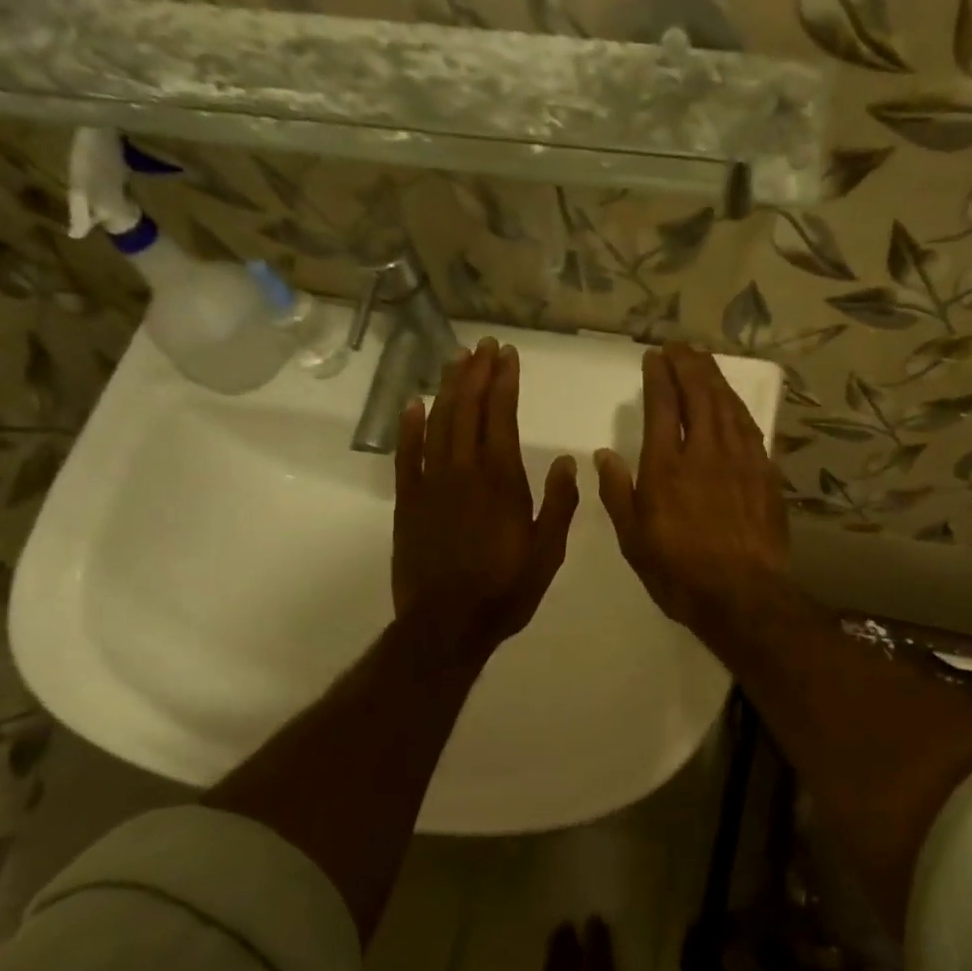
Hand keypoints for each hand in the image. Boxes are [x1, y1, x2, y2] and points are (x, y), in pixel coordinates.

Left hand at [394, 338, 577, 660]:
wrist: (447, 624)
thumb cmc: (505, 592)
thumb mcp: (548, 554)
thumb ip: (559, 505)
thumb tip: (565, 462)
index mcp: (502, 482)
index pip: (501, 417)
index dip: (503, 382)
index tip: (507, 355)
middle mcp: (464, 472)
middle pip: (467, 410)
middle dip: (476, 373)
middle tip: (483, 346)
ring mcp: (431, 484)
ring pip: (438, 423)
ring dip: (447, 389)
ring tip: (456, 360)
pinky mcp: (408, 502)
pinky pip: (406, 455)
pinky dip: (409, 427)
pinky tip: (413, 403)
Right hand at [594, 343, 790, 640]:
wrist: (743, 595)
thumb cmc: (679, 573)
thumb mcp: (634, 541)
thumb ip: (618, 494)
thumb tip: (604, 455)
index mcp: (666, 468)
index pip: (663, 406)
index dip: (659, 377)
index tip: (654, 357)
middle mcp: (705, 453)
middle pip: (699, 395)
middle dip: (688, 366)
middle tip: (680, 348)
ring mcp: (740, 461)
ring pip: (727, 406)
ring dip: (715, 379)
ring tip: (704, 361)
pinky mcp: (765, 474)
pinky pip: (750, 428)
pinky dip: (738, 407)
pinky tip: (733, 403)